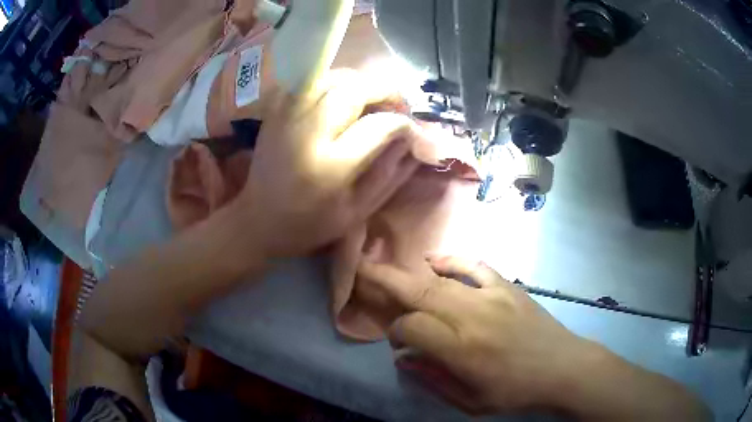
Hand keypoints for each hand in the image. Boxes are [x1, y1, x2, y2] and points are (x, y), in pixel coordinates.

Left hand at [239, 69, 422, 257]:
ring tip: (371, 99)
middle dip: (386, 90)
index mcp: (330, 166)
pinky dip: (331, 81)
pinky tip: (340, 97)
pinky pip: (309, 80)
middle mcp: (307, 132)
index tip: (413, 130)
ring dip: (360, 82)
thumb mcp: (358, 211)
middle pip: (355, 88)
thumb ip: (390, 173)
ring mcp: (287, 115)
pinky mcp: (275, 110)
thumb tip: (415, 140)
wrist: (258, 219)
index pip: (380, 126)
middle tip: (397, 105)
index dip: (405, 123)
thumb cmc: (311, 223)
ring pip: (332, 76)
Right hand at [358, 255, 589, 414]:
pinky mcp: (506, 287)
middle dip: (384, 282)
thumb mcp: (470, 402)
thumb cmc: (515, 392)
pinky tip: (432, 259)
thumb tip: (404, 358)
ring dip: (408, 274)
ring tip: (384, 267)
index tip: (396, 340)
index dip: (395, 330)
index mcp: (462, 350)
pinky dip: (450, 259)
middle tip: (360, 271)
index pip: (412, 328)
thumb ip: (433, 379)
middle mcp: (472, 318)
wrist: (562, 368)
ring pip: (440, 280)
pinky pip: (473, 265)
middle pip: (419, 294)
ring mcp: (491, 297)